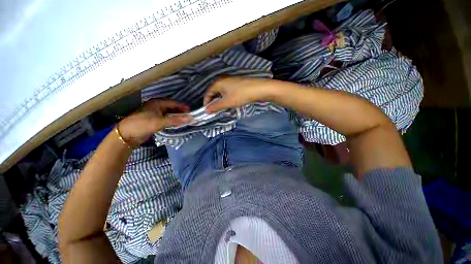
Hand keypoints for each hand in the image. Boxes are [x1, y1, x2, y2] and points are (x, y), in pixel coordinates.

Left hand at [117, 99, 190, 145]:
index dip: (182, 107)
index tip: (191, 111)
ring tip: (185, 120)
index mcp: (157, 103)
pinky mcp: (154, 120)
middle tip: (189, 117)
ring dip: (177, 117)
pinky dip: (172, 121)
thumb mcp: (160, 122)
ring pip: (169, 114)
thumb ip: (176, 120)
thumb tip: (191, 118)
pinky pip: (166, 119)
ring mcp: (155, 113)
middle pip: (172, 108)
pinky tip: (177, 124)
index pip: (173, 103)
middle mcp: (156, 106)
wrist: (126, 135)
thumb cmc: (142, 124)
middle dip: (180, 112)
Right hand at [203, 77, 274, 112]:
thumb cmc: (240, 95)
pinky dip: (226, 97)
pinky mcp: (237, 83)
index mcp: (218, 82)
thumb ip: (216, 106)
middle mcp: (223, 79)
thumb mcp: (227, 102)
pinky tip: (230, 102)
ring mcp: (231, 80)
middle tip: (214, 109)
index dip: (206, 101)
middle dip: (213, 101)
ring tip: (222, 107)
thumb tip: (206, 110)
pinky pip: (228, 91)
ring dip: (220, 100)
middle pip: (214, 91)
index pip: (208, 92)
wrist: (258, 89)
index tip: (207, 110)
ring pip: (222, 91)